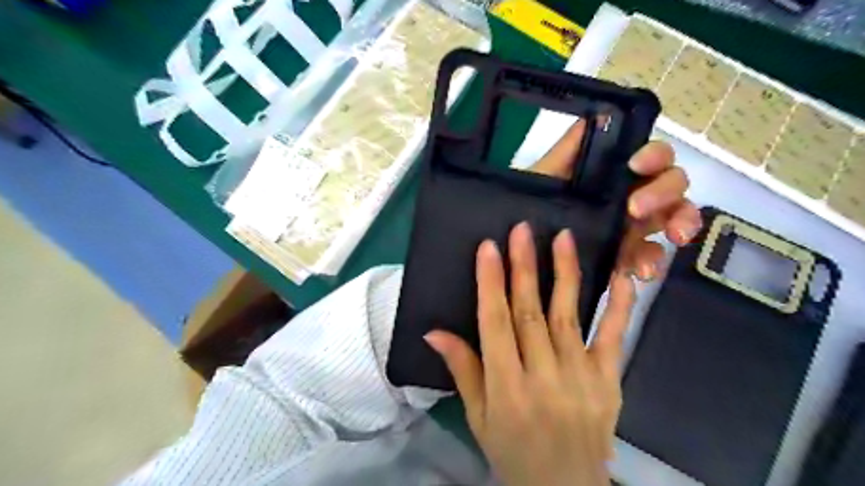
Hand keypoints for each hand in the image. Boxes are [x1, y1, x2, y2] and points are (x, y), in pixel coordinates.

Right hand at [427, 224, 633, 484]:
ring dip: (565, 273)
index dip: (490, 283)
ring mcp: (582, 377)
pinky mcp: (609, 380)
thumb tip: (433, 331)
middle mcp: (544, 377)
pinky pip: (614, 337)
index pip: (495, 325)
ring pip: (569, 315)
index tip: (488, 248)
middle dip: (524, 267)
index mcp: (507, 389)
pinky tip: (621, 275)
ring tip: (562, 238)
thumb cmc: (512, 451)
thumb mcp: (478, 417)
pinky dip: (619, 305)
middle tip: (521, 230)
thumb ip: (462, 370)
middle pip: (530, 313)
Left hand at [528, 119, 702, 279]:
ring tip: (669, 240)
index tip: (636, 165)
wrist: (519, 244)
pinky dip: (651, 263)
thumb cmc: (531, 204)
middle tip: (635, 209)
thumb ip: (568, 149)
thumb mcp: (544, 176)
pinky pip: (652, 258)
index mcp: (617, 175)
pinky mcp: (629, 256)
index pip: (652, 157)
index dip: (654, 156)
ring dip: (679, 225)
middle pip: (672, 185)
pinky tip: (637, 272)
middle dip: (664, 193)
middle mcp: (633, 196)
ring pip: (674, 219)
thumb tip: (598, 114)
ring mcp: (635, 227)